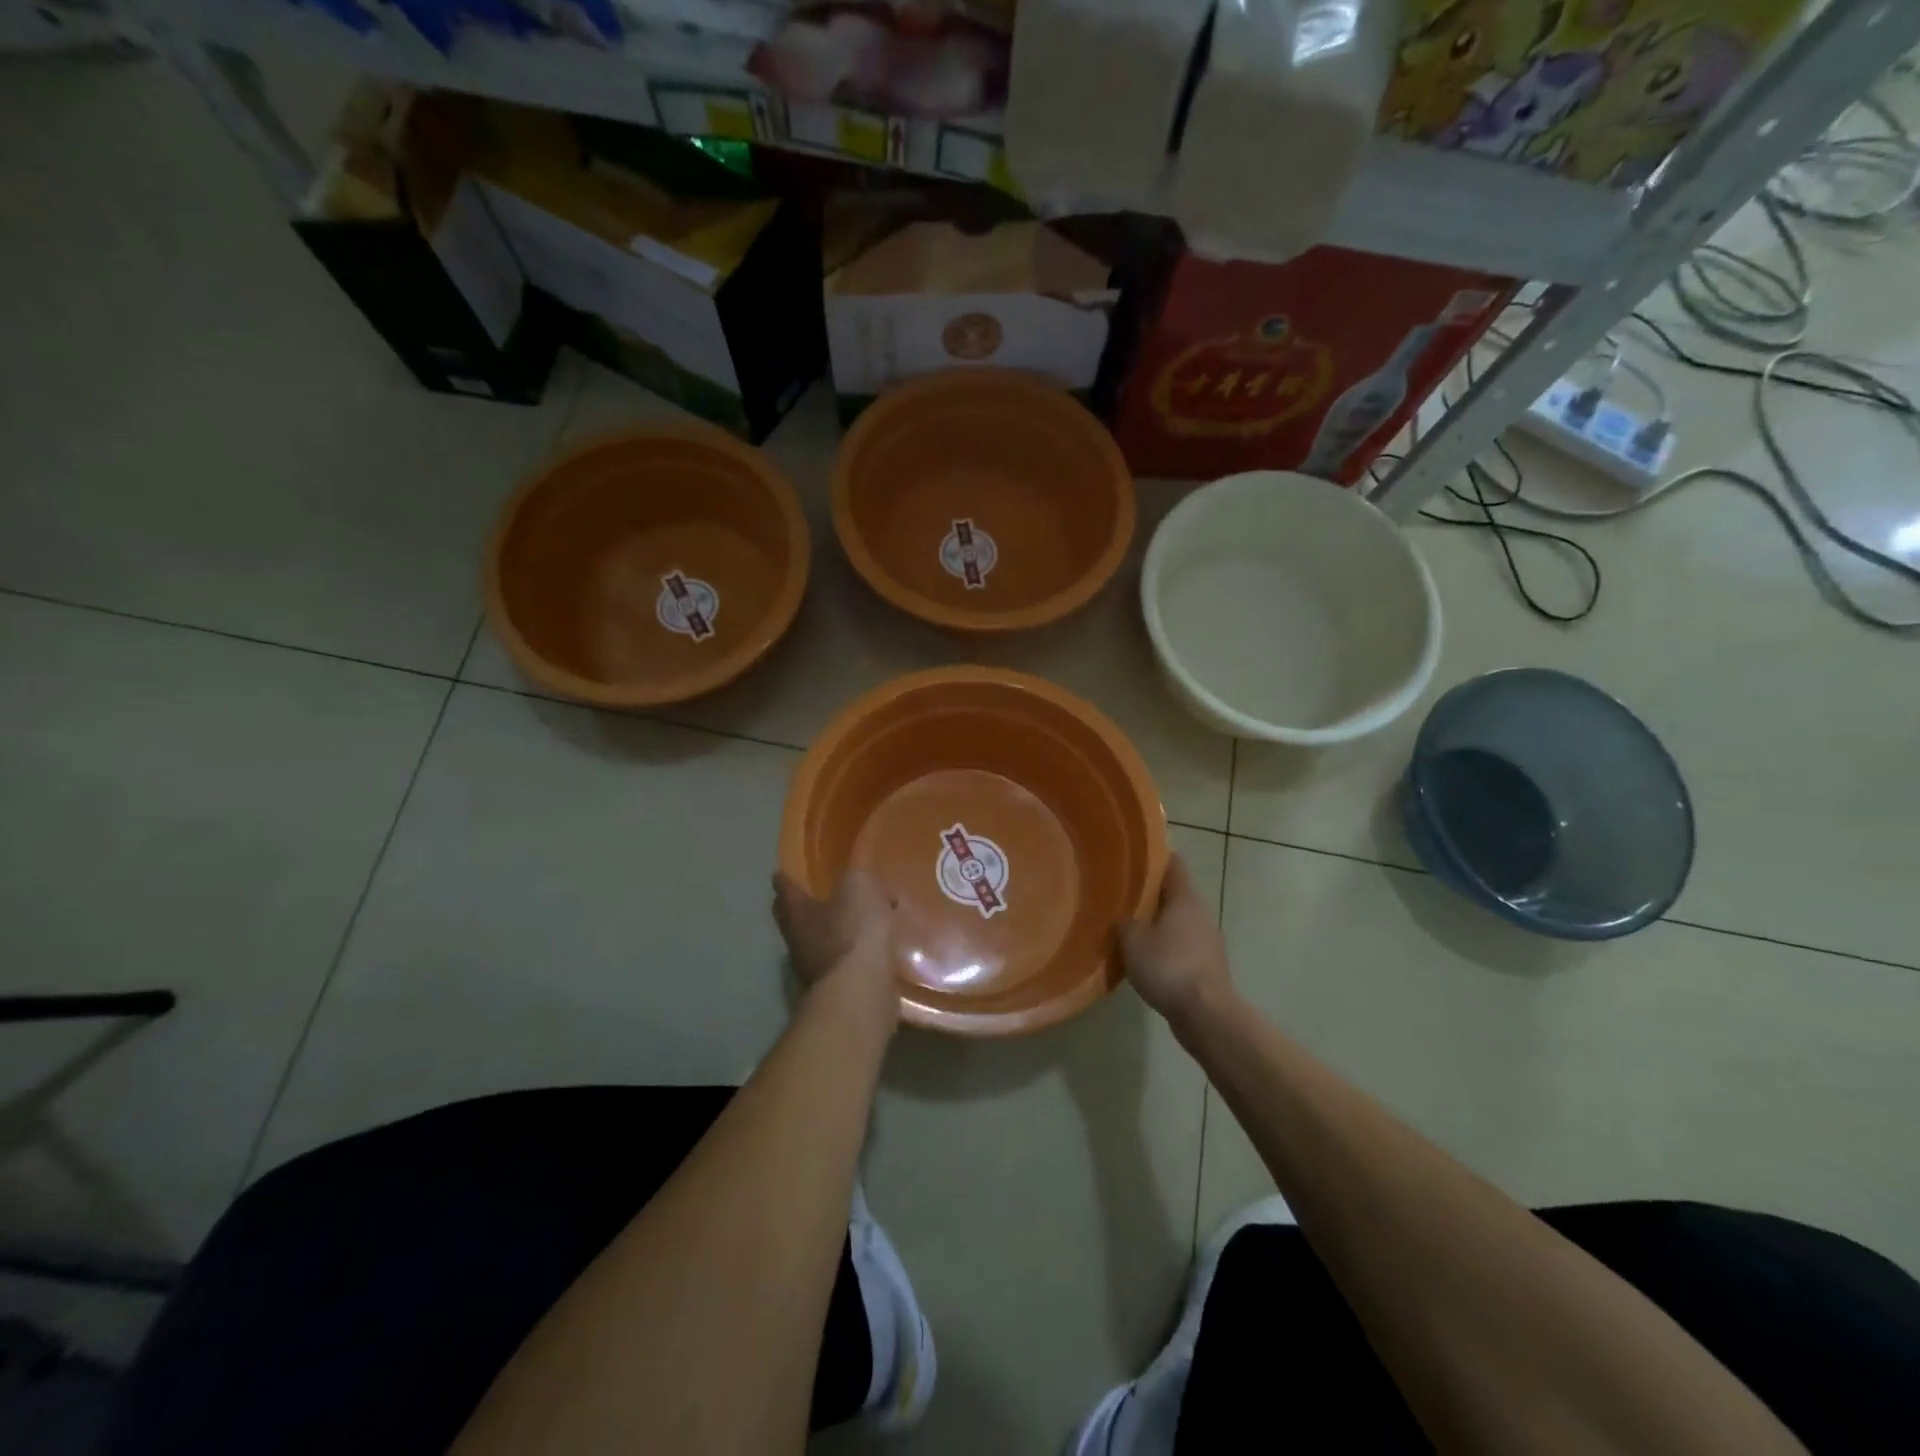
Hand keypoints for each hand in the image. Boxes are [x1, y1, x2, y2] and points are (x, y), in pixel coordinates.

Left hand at [773, 869, 899, 1009]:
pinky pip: (846, 964)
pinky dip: (857, 955)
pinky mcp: (838, 990)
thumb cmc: (852, 932)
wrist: (861, 992)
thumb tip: (865, 884)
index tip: (780, 873)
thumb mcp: (858, 887)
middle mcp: (798, 941)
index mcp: (797, 913)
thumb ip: (858, 878)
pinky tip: (876, 950)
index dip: (784, 880)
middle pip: (796, 920)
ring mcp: (815, 970)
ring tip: (859, 923)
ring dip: (836, 934)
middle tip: (819, 896)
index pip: (784, 890)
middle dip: (806, 908)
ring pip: (822, 944)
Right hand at [1119, 854, 1233, 1027]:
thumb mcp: (1132, 941)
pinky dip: (1166, 947)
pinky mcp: (1208, 966)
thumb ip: (1124, 923)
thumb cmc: (1168, 967)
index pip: (1173, 865)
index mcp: (1185, 898)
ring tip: (1130, 928)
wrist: (1206, 1014)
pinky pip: (1183, 946)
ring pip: (1179, 922)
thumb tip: (1122, 918)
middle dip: (1150, 894)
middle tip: (1122, 895)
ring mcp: (1208, 941)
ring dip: (1158, 923)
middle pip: (1175, 894)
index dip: (1154, 858)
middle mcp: (1201, 914)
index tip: (1132, 857)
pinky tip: (1147, 959)